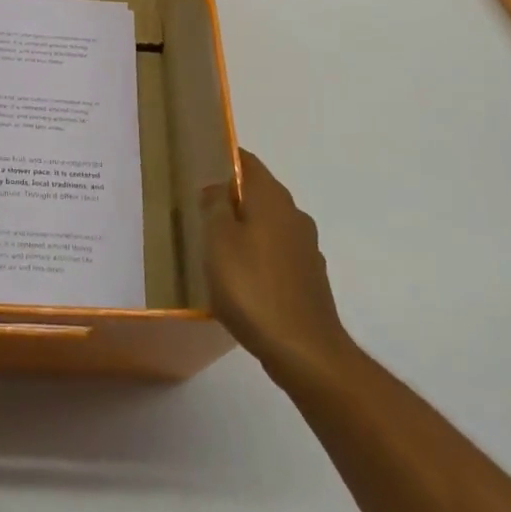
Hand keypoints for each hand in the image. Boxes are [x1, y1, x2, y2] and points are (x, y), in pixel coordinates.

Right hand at [204, 150, 350, 382]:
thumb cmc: (252, 287)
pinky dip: (259, 256)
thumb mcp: (218, 240)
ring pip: (269, 225)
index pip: (248, 162)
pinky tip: (242, 279)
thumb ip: (215, 206)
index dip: (225, 159)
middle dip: (233, 197)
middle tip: (201, 210)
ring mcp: (306, 248)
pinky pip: (278, 254)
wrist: (304, 351)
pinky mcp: (310, 279)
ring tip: (216, 247)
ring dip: (246, 229)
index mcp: (272, 198)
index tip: (202, 167)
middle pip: (260, 193)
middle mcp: (294, 215)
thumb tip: (217, 186)